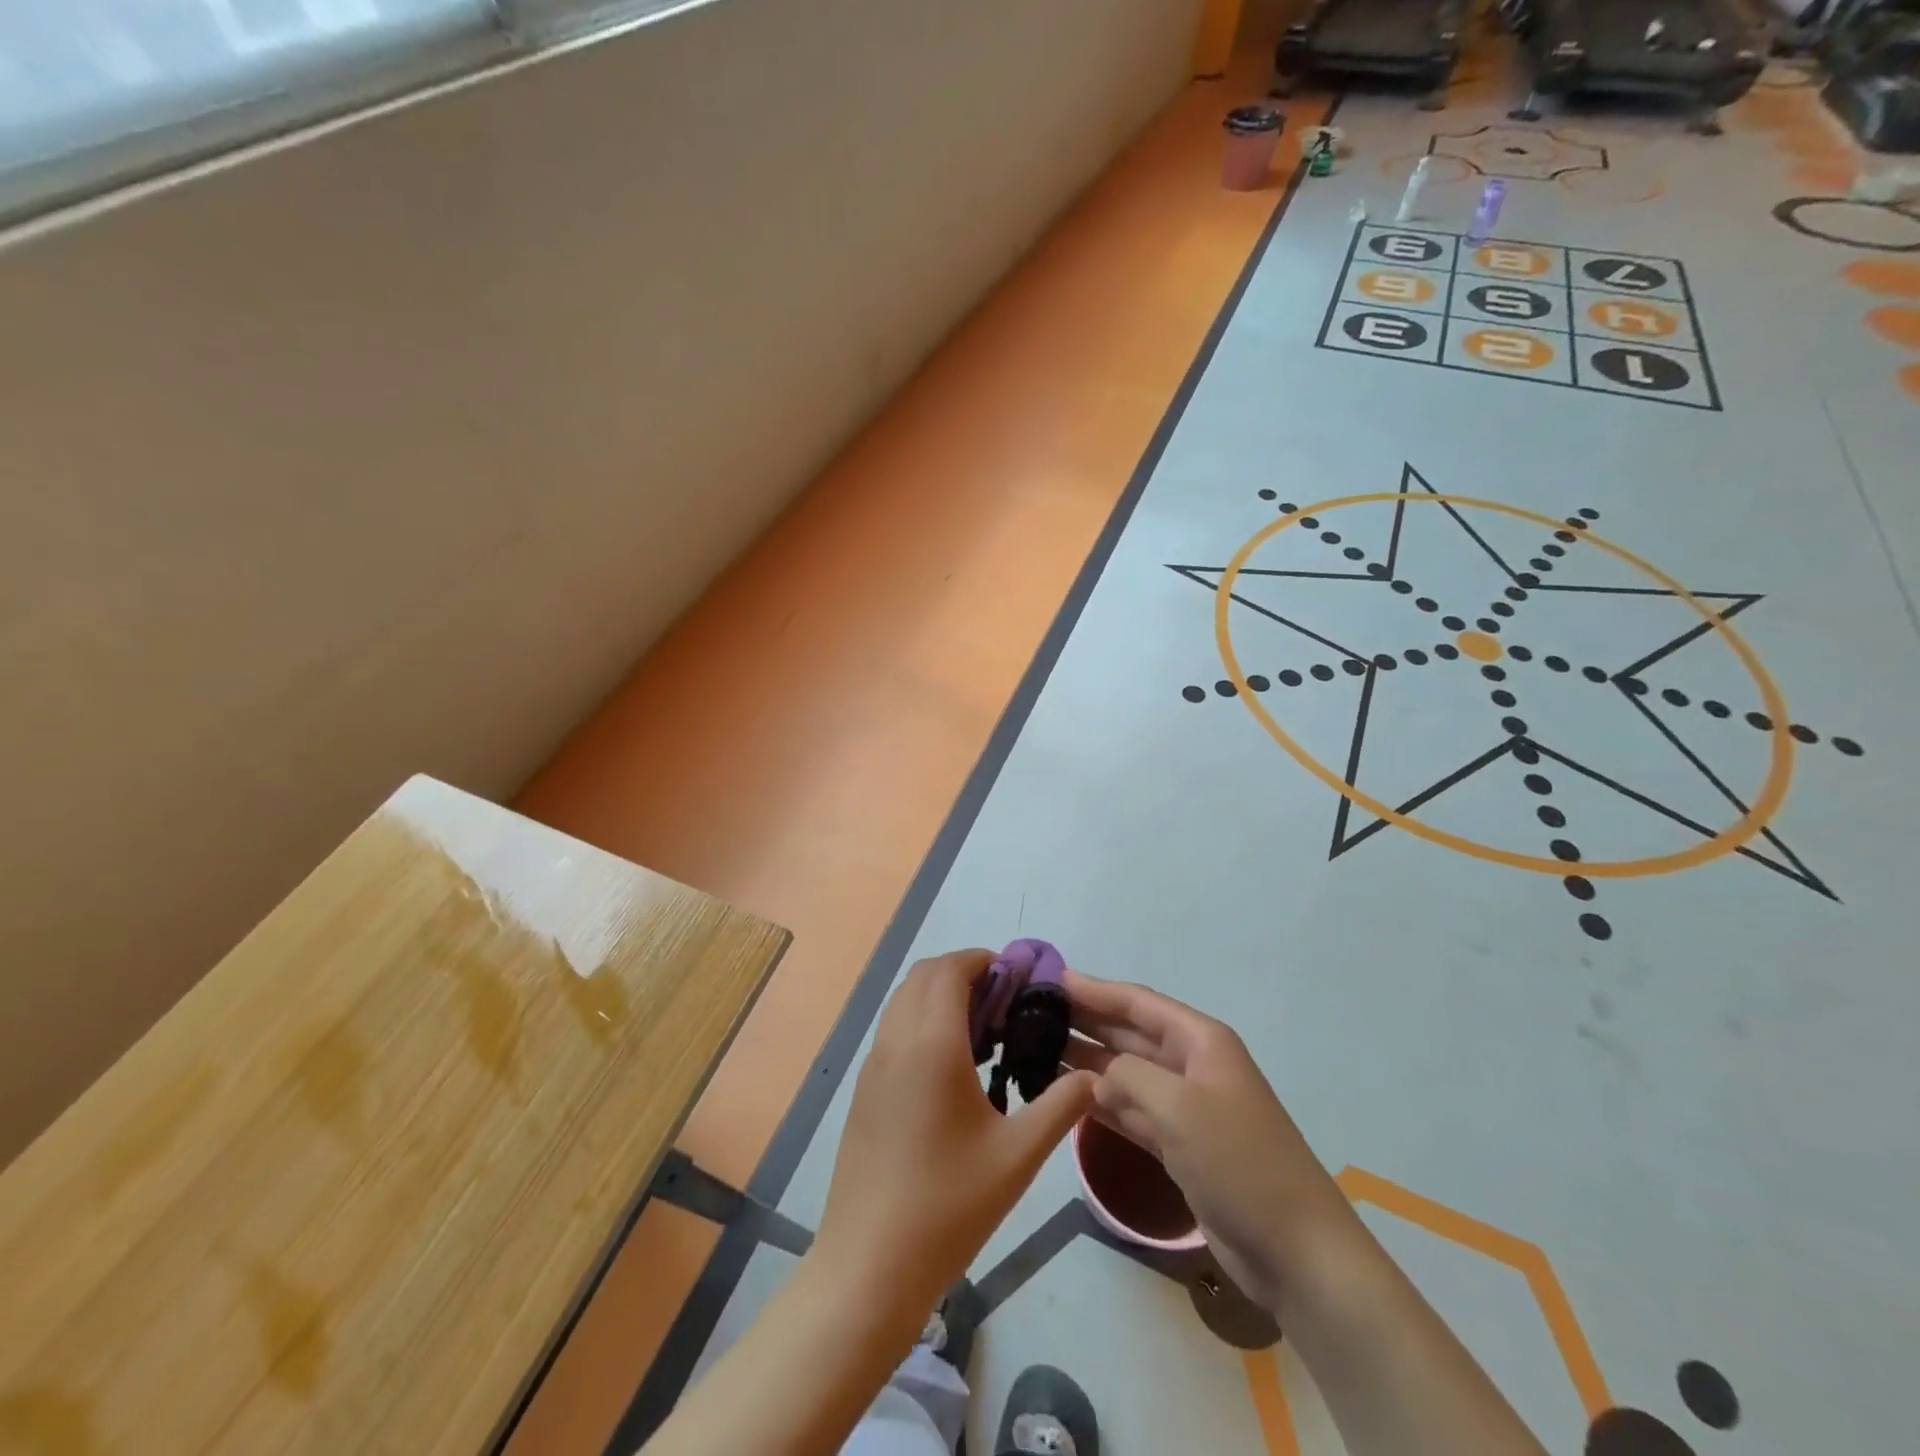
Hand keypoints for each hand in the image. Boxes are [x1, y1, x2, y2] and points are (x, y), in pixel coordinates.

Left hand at [813, 950, 1095, 1320]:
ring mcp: (873, 1065)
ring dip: (940, 998)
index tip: (1017, 979)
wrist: (868, 1265)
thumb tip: (1092, 1077)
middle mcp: (896, 1041)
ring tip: (984, 1036)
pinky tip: (953, 1071)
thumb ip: (1059, 1106)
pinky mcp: (864, 1091)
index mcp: (931, 1044)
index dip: (983, 960)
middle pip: (923, 976)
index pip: (950, 969)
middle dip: (964, 974)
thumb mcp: (1018, 1157)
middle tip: (1005, 1005)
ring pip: (904, 1001)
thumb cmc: (948, 1206)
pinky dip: (922, 1023)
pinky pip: (894, 1031)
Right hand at [1065, 968, 1351, 1312]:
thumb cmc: (1239, 1162)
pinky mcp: (1178, 1145)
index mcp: (1200, 1041)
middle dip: (1084, 1021)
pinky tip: (1063, 1095)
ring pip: (1124, 1071)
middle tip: (1031, 1014)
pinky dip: (1099, 1101)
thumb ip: (1128, 1075)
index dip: (1094, 989)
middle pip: (1128, 1033)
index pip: (1137, 1002)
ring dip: (1085, 1061)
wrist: (1295, 1251)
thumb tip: (1095, 1073)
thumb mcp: (1178, 1107)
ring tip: (1035, 1050)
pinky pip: (1129, 1110)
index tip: (1048, 980)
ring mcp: (1184, 1106)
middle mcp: (1190, 1065)